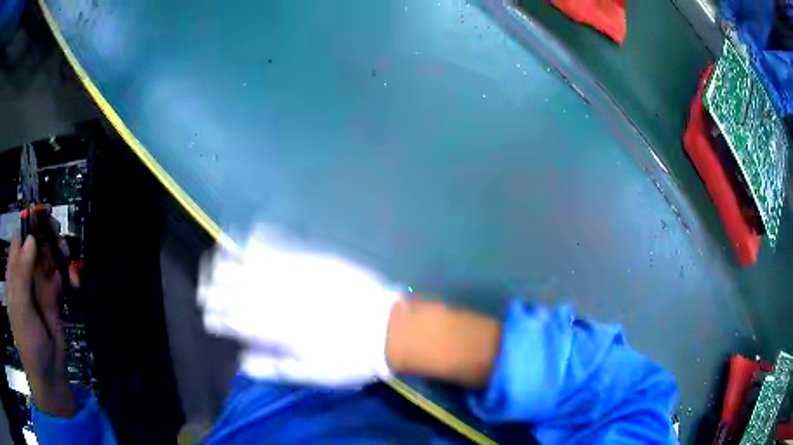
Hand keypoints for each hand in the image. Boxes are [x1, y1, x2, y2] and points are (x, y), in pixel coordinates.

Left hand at [6, 230, 74, 415]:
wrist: (48, 378)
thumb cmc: (28, 343)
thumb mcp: (20, 308)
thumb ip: (21, 273)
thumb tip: (31, 239)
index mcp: (14, 274)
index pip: (19, 239)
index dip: (29, 224)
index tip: (43, 215)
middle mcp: (25, 276)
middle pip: (36, 244)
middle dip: (47, 237)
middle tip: (59, 237)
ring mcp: (39, 288)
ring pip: (49, 258)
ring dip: (59, 255)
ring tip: (69, 260)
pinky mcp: (53, 300)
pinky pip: (60, 278)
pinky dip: (68, 275)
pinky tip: (75, 280)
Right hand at [198, 226, 400, 386]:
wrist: (387, 329)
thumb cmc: (350, 357)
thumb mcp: (312, 374)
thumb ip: (274, 367)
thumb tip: (242, 361)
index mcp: (278, 331)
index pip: (238, 322)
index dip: (219, 317)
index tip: (206, 313)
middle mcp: (281, 301)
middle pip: (238, 292)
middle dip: (215, 288)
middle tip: (201, 284)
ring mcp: (296, 277)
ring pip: (253, 266)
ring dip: (229, 260)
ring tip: (213, 254)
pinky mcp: (313, 261)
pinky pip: (281, 247)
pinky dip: (261, 240)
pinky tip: (247, 234)